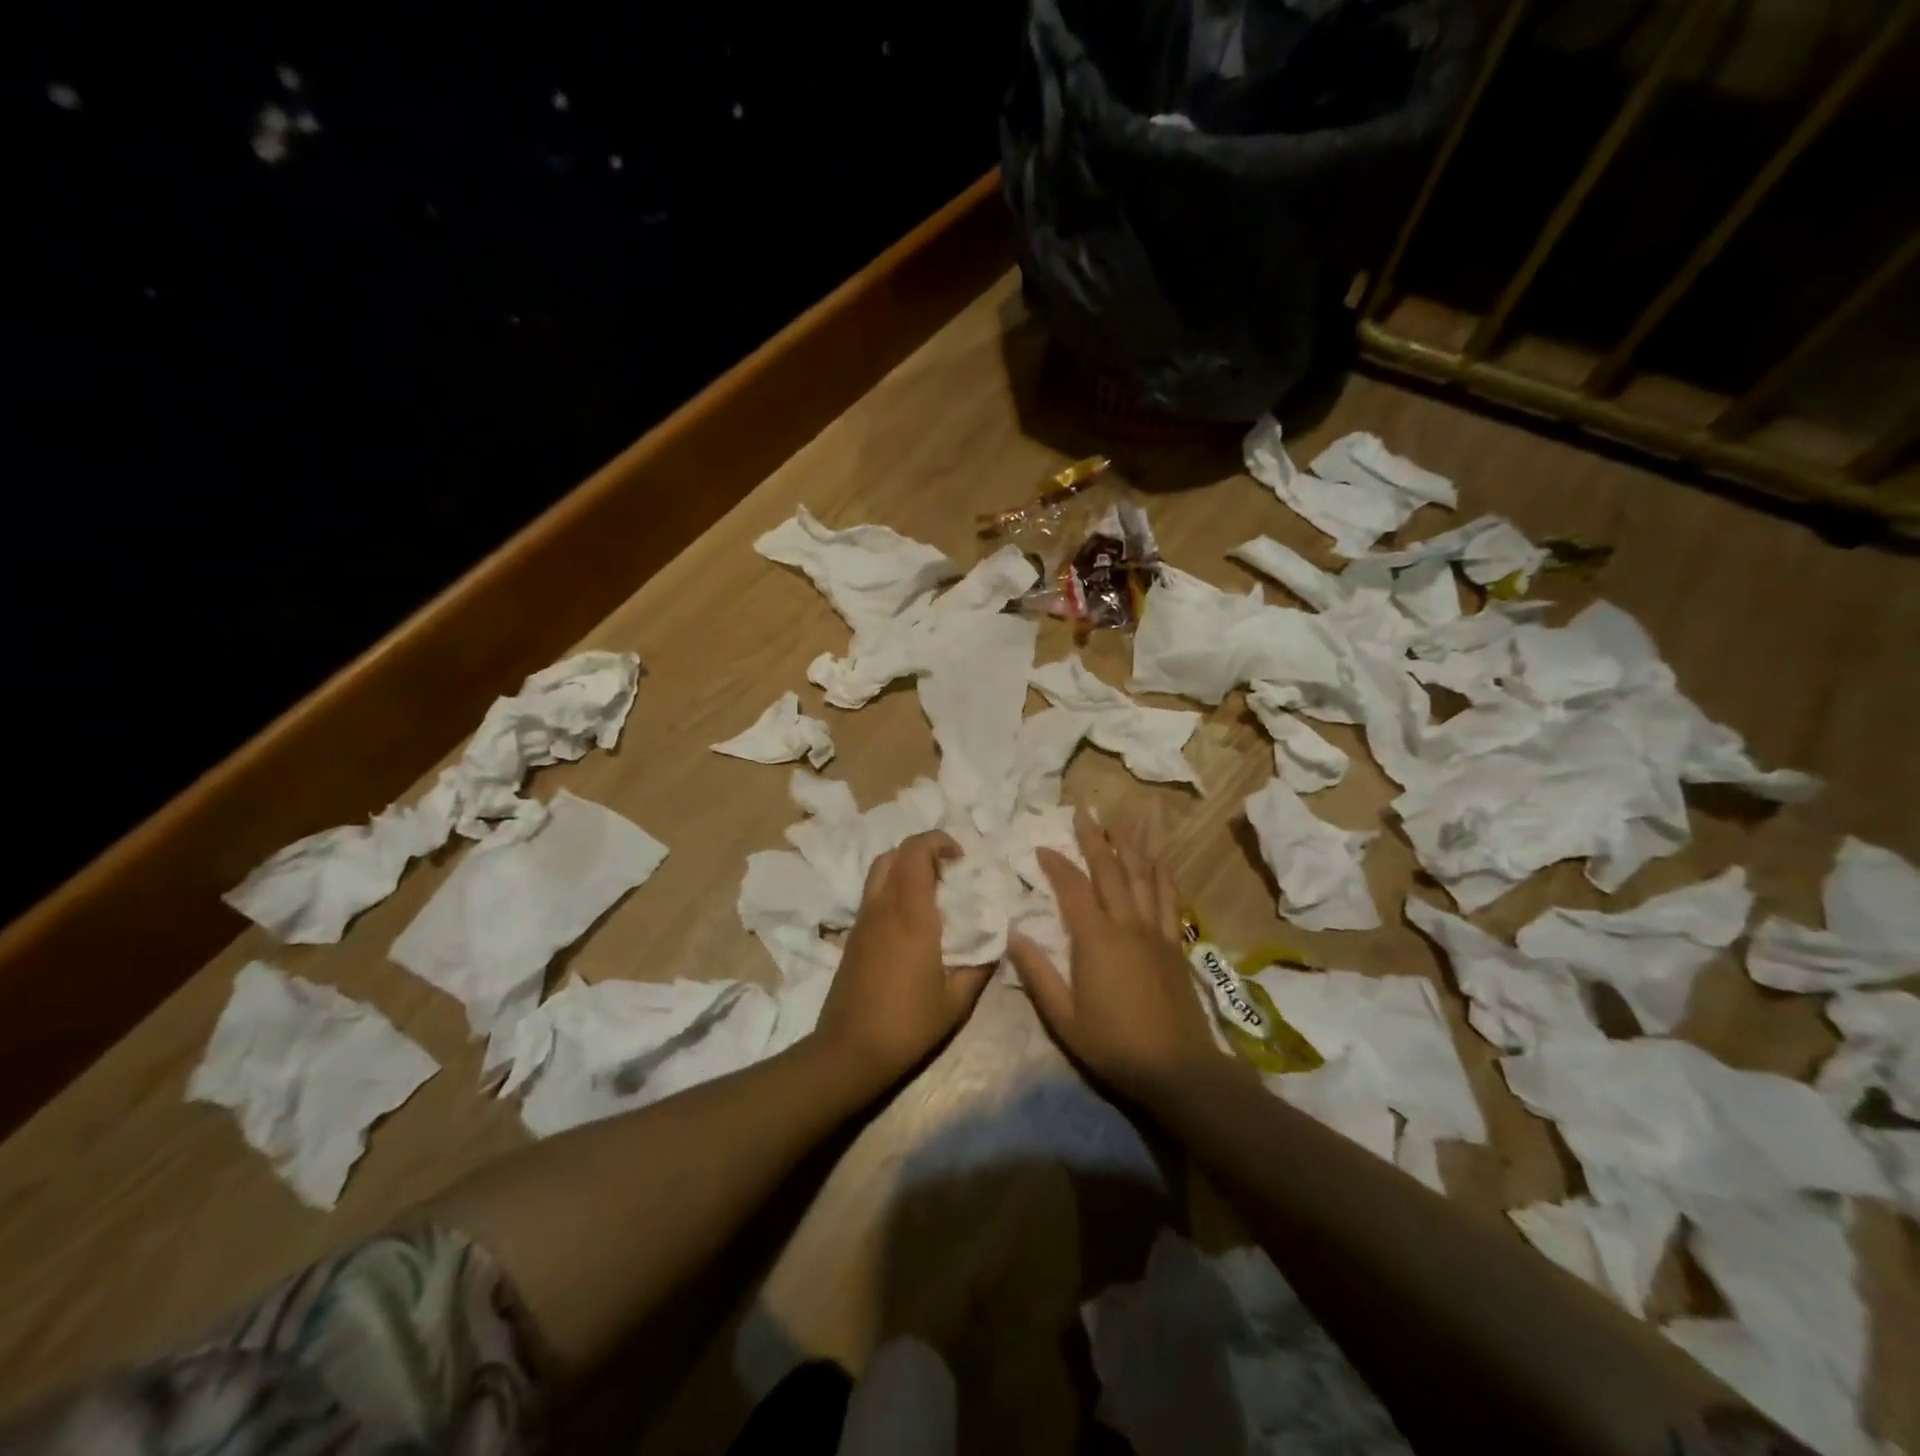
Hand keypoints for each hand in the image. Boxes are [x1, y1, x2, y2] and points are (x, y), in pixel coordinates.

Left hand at [812, 831, 992, 1090]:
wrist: (849, 1051)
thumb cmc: (908, 1024)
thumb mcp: (957, 999)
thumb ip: (980, 963)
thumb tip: (997, 939)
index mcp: (910, 914)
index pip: (915, 852)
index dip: (938, 842)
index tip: (962, 859)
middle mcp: (882, 907)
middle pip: (895, 854)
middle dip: (923, 851)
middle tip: (950, 874)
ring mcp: (863, 920)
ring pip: (879, 871)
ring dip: (906, 868)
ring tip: (933, 894)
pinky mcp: (853, 935)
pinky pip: (873, 894)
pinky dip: (893, 888)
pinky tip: (913, 920)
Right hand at [1006, 810, 1230, 1106]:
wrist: (1176, 1068)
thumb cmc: (1112, 1044)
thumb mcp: (1063, 1017)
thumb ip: (1037, 973)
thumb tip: (1013, 934)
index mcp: (1095, 940)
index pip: (1073, 888)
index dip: (1056, 864)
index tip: (1041, 845)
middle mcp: (1126, 925)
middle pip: (1110, 870)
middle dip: (1094, 838)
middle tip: (1083, 810)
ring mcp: (1154, 931)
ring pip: (1142, 876)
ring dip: (1130, 844)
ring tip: (1121, 818)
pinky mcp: (1173, 943)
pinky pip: (1168, 898)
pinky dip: (1162, 874)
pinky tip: (1159, 858)